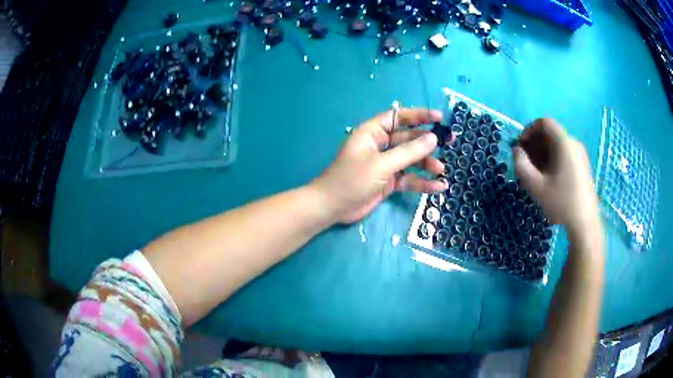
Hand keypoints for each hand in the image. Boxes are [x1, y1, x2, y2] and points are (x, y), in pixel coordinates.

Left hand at [312, 107, 449, 223]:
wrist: (332, 207)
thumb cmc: (352, 179)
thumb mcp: (381, 164)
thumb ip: (408, 152)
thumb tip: (433, 138)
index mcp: (373, 133)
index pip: (398, 117)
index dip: (419, 115)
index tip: (439, 118)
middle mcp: (380, 146)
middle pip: (408, 139)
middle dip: (428, 142)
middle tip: (449, 142)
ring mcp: (385, 164)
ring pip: (411, 160)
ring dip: (426, 164)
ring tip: (441, 170)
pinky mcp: (388, 182)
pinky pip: (408, 178)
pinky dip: (421, 182)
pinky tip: (437, 187)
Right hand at [512, 118, 598, 230]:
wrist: (585, 224)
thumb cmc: (561, 203)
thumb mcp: (536, 187)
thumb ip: (521, 165)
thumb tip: (516, 151)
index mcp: (564, 143)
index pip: (544, 122)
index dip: (528, 130)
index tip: (520, 148)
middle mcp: (573, 144)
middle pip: (550, 134)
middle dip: (534, 144)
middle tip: (525, 163)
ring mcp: (580, 155)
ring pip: (557, 145)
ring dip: (542, 153)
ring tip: (535, 174)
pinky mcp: (582, 166)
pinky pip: (564, 154)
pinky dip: (552, 159)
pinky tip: (548, 179)